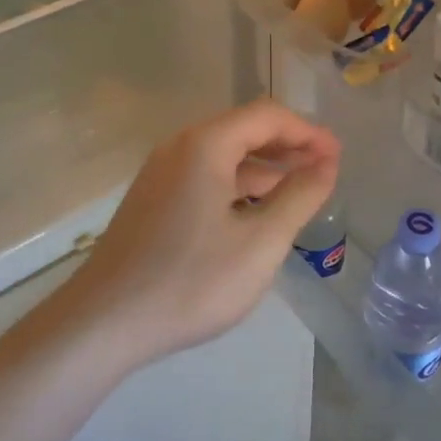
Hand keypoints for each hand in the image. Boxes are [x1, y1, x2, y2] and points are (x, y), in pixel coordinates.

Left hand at [64, 100, 340, 368]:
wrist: (102, 324)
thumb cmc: (190, 281)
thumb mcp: (260, 242)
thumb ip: (300, 196)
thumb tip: (326, 163)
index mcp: (206, 145)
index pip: (268, 116)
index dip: (308, 132)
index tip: (338, 156)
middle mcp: (180, 147)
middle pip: (244, 130)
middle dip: (288, 147)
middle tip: (326, 171)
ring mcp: (161, 174)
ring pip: (224, 156)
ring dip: (264, 168)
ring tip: (299, 192)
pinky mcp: (152, 200)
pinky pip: (205, 177)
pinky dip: (238, 185)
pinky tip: (255, 213)